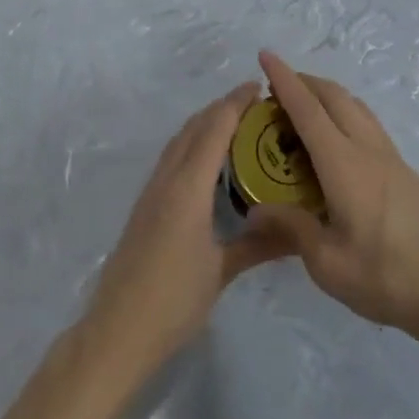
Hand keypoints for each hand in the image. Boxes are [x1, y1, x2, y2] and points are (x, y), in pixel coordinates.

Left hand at [85, 83, 291, 367]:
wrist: (117, 331)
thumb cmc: (173, 301)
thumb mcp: (221, 272)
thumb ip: (259, 244)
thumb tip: (301, 232)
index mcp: (188, 187)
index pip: (214, 128)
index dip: (235, 103)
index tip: (259, 87)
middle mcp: (167, 179)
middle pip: (194, 127)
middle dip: (222, 108)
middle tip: (255, 104)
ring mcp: (152, 191)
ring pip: (180, 140)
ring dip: (205, 123)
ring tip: (236, 124)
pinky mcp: (145, 205)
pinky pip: (172, 158)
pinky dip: (193, 144)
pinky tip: (208, 162)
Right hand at [248, 51, 418, 347]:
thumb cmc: (387, 279)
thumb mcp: (328, 264)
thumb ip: (291, 229)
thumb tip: (256, 209)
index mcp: (344, 165)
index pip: (308, 110)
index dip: (284, 80)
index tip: (265, 56)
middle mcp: (367, 148)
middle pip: (333, 96)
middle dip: (303, 81)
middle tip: (274, 88)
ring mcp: (389, 156)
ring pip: (354, 105)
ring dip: (325, 93)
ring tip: (301, 106)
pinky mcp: (402, 169)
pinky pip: (366, 121)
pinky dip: (343, 110)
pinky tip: (335, 136)